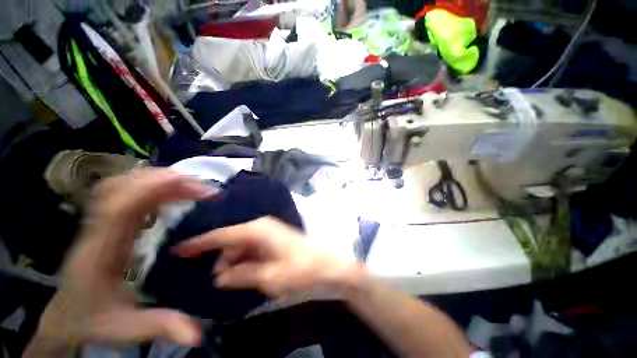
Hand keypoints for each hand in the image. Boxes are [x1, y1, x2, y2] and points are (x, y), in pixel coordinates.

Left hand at [33, 169, 215, 348]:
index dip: (153, 189)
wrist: (66, 314)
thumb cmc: (94, 319)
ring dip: (157, 180)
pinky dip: (148, 185)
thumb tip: (197, 333)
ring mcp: (99, 221)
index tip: (188, 184)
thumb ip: (161, 327)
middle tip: (200, 187)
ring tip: (189, 185)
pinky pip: (125, 192)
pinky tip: (167, 191)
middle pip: (123, 188)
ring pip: (122, 185)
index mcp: (101, 250)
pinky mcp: (106, 221)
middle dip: (164, 182)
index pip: (121, 207)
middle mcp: (97, 228)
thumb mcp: (126, 329)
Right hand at [173, 217, 363, 298]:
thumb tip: (219, 277)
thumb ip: (241, 275)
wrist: (326, 265)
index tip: (179, 249)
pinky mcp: (274, 239)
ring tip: (232, 281)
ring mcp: (269, 232)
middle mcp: (262, 226)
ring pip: (242, 246)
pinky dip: (245, 260)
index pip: (223, 235)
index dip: (200, 242)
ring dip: (234, 262)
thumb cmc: (300, 269)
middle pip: (232, 241)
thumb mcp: (269, 277)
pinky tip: (244, 273)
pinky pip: (252, 249)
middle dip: (222, 259)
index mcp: (258, 230)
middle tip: (219, 281)